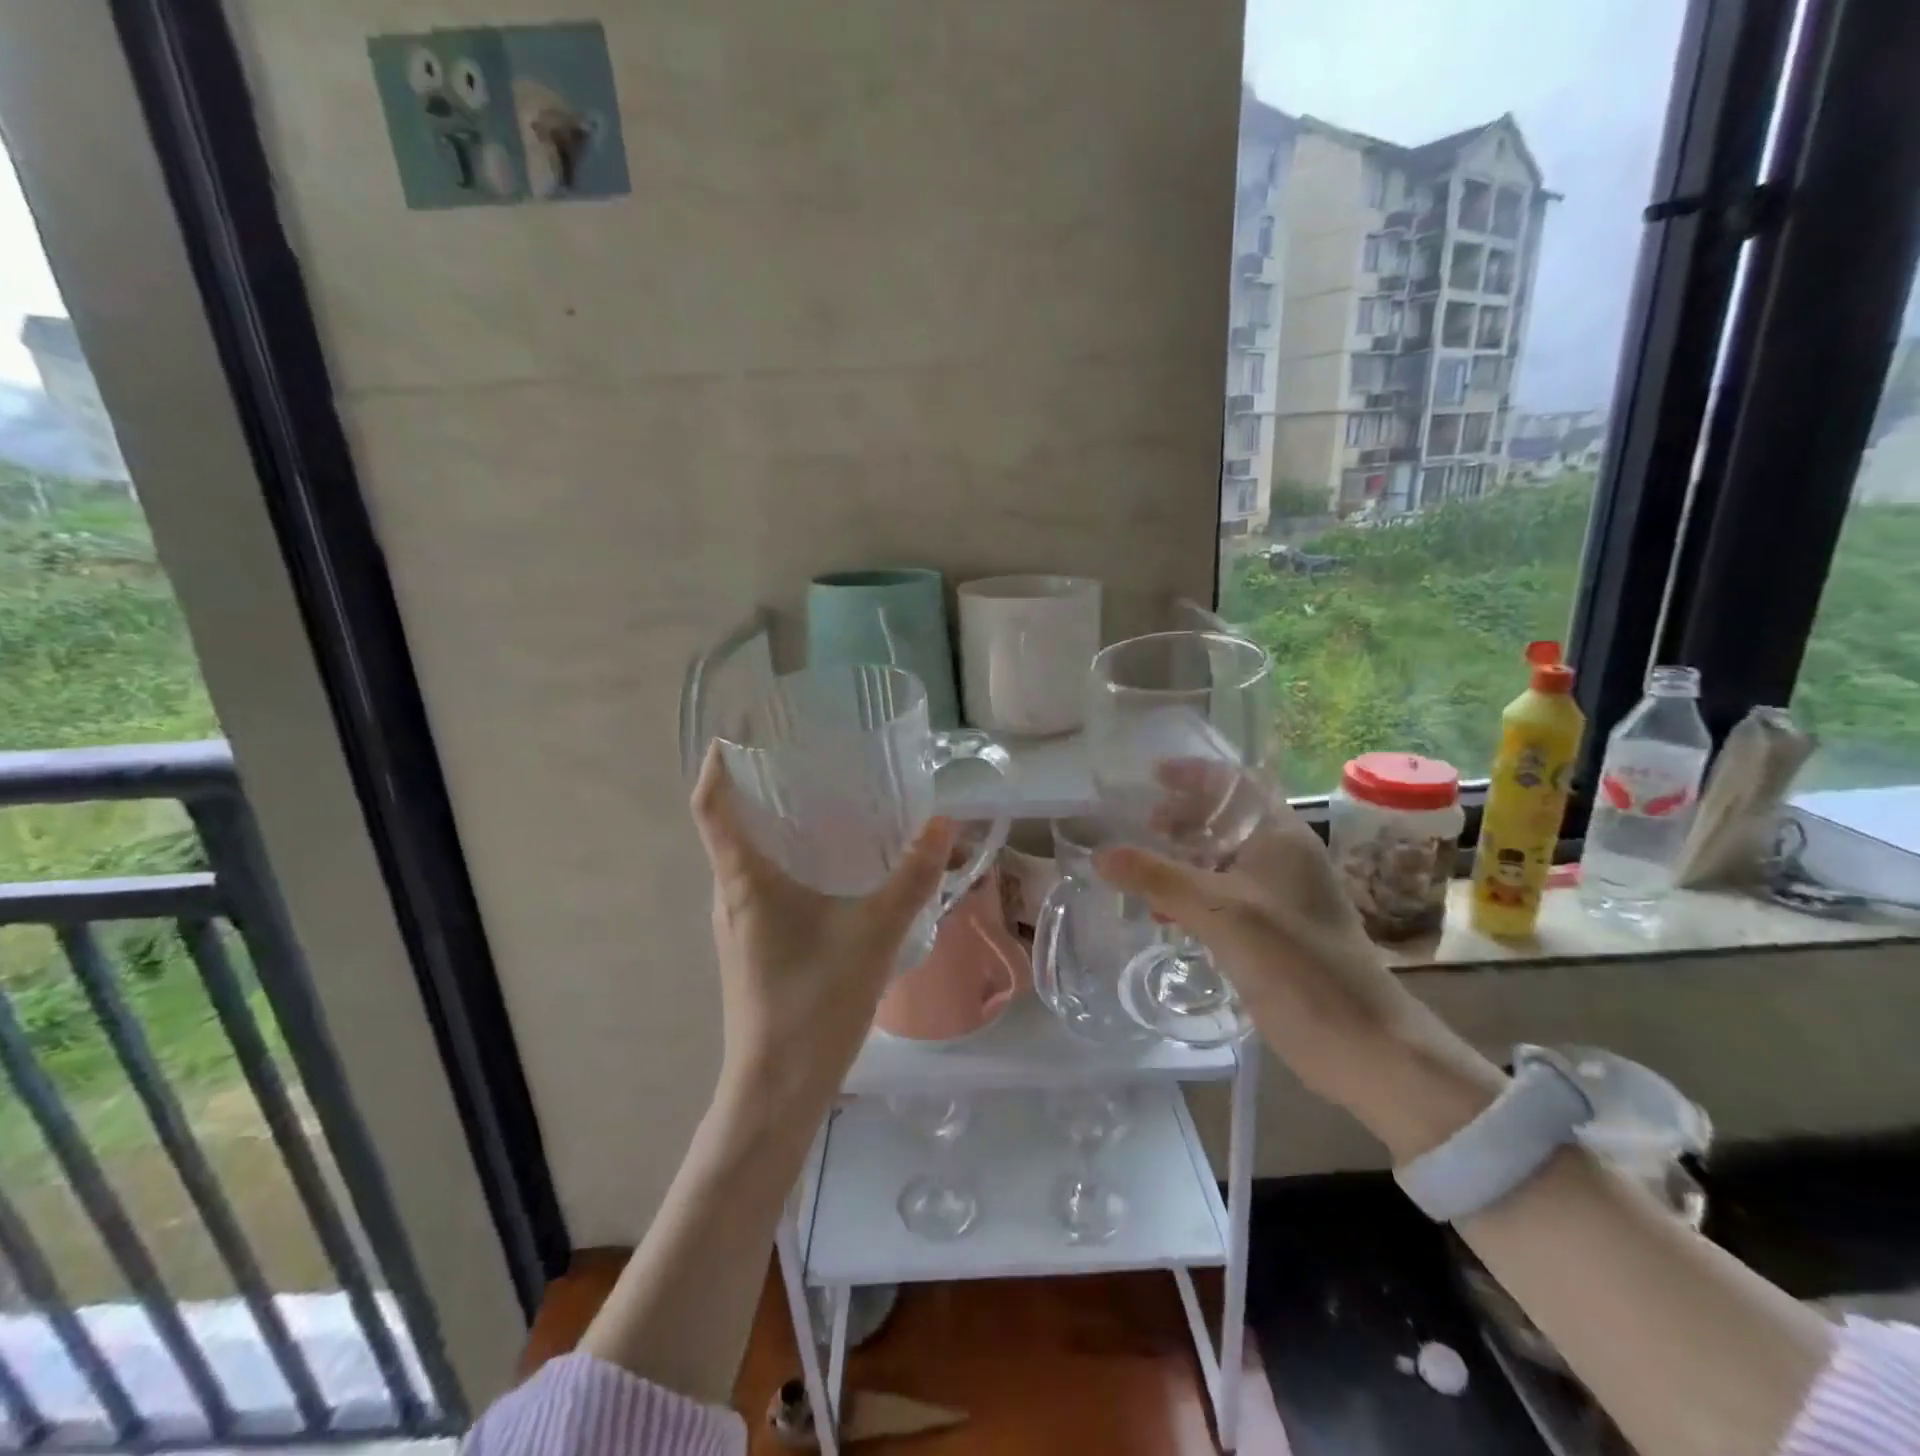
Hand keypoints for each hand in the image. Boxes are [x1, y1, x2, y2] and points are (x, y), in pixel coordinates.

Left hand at [690, 742, 955, 1130]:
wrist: (778, 1090)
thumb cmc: (814, 1002)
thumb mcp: (875, 933)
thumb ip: (911, 877)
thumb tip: (942, 823)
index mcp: (744, 881)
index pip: (710, 807)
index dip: (718, 767)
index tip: (738, 734)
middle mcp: (730, 897)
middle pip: (729, 828)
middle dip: (757, 790)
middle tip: (804, 760)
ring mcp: (738, 926)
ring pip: (747, 861)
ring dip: (775, 828)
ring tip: (824, 805)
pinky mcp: (753, 948)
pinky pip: (761, 888)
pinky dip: (787, 862)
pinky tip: (830, 870)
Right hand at [1096, 767, 1502, 1160]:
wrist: (1360, 1043)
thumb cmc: (1296, 962)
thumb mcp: (1221, 912)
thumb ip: (1158, 878)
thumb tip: (1100, 854)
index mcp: (1280, 836)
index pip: (1234, 784)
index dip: (1193, 774)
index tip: (1150, 776)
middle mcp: (1280, 858)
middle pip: (1223, 820)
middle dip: (1179, 820)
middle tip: (1138, 828)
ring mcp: (1276, 897)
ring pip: (1218, 861)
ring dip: (1180, 861)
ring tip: (1140, 871)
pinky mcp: (1269, 931)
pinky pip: (1220, 898)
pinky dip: (1189, 896)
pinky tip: (1162, 913)